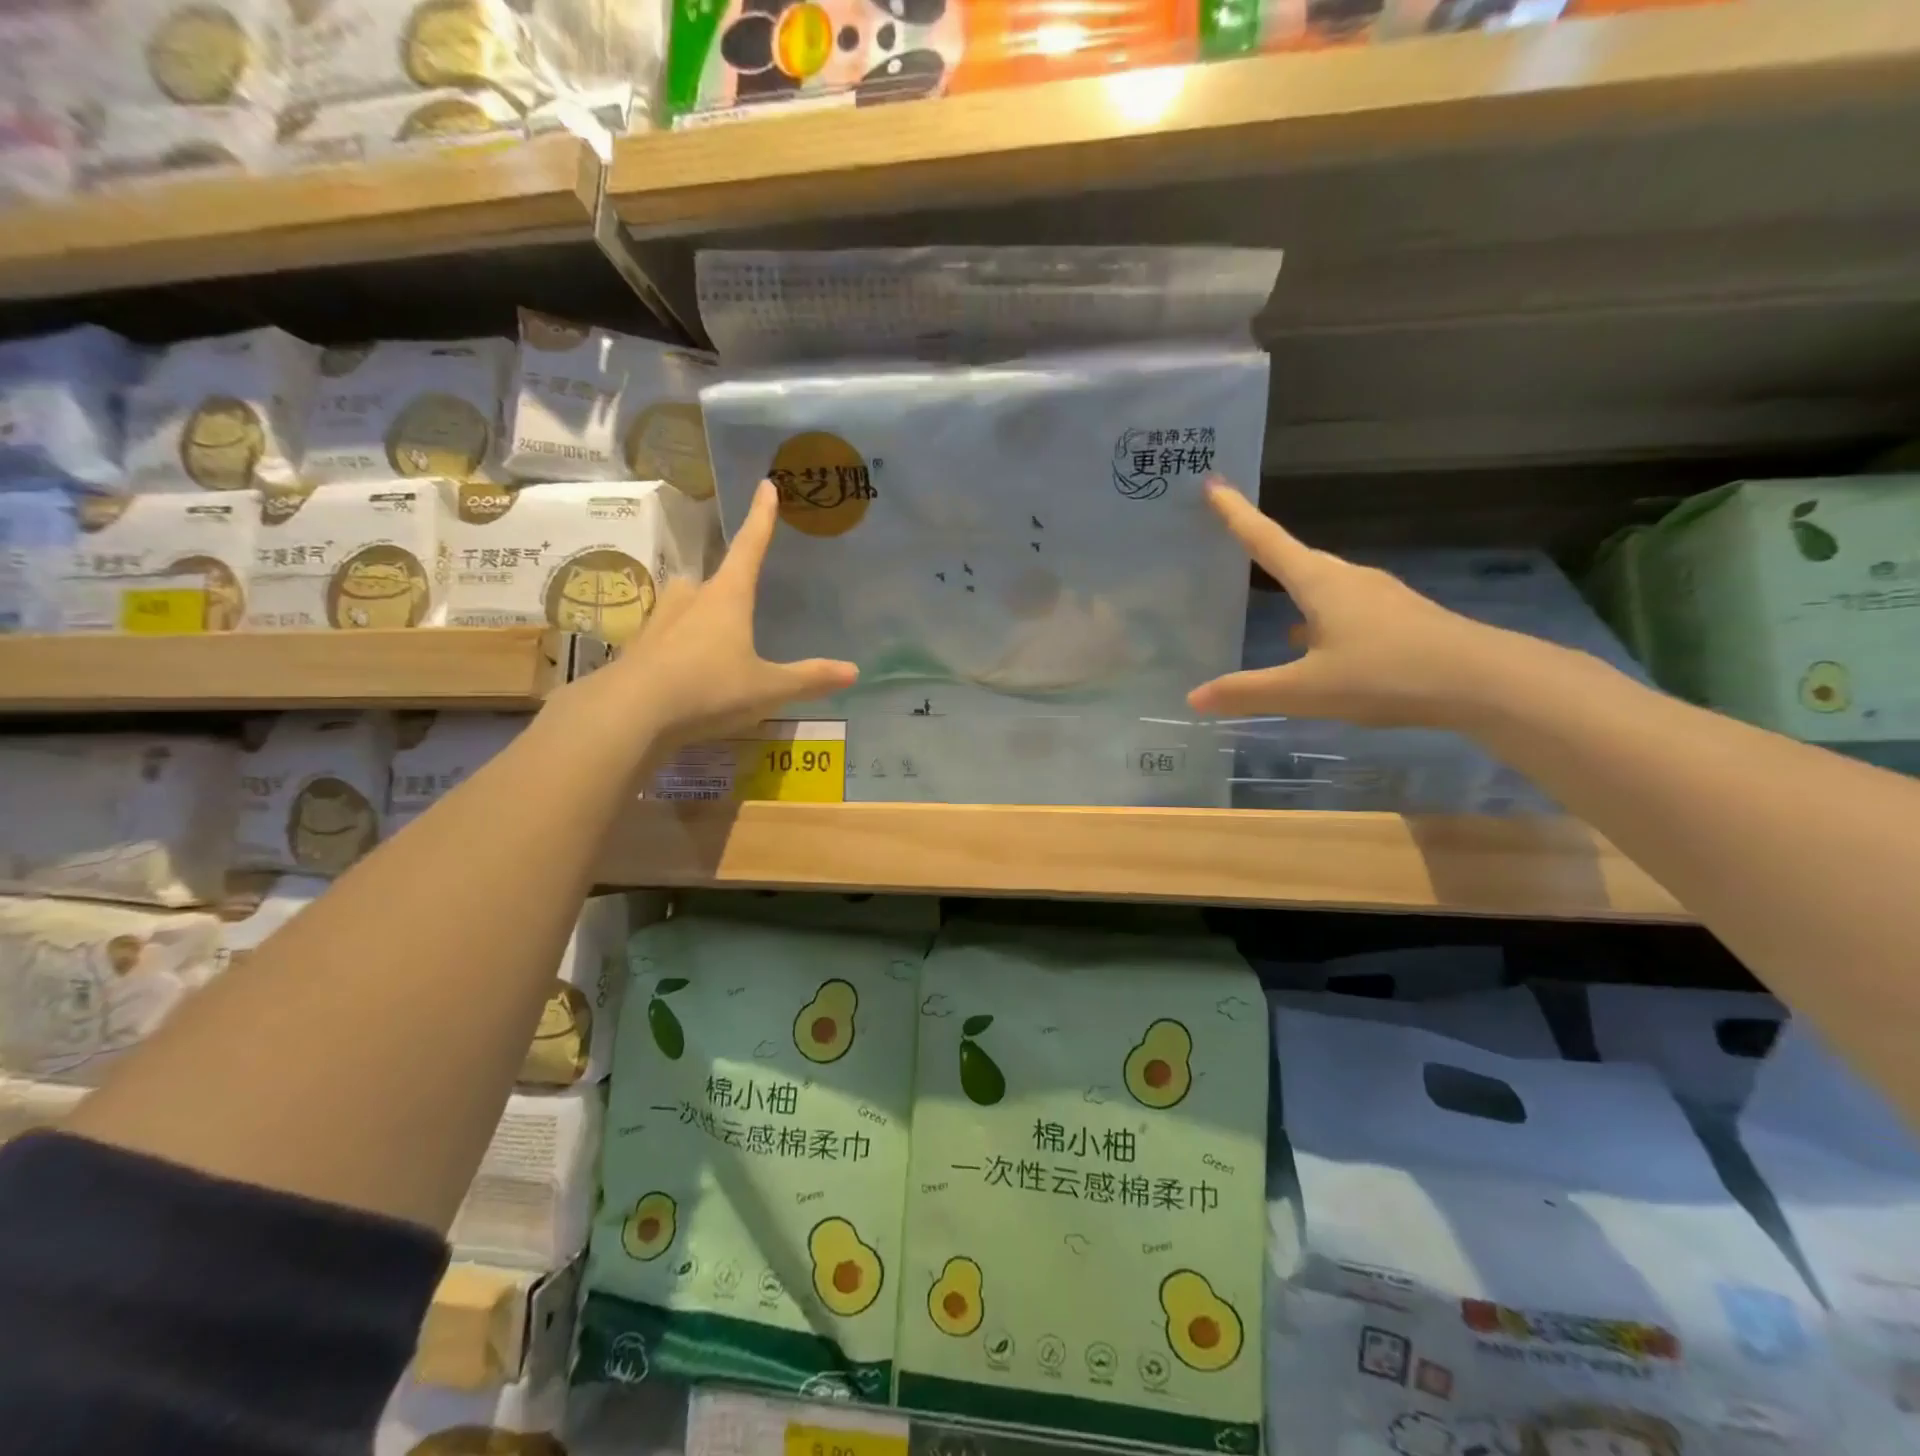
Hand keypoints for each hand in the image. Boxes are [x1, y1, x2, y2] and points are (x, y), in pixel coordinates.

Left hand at [590, 479, 856, 745]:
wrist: (630, 713)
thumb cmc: (708, 688)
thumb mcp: (767, 688)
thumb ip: (809, 679)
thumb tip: (854, 670)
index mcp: (727, 598)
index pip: (750, 548)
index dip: (761, 518)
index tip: (766, 486)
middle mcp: (691, 600)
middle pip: (711, 580)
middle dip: (726, 585)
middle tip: (739, 600)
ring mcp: (659, 623)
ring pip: (683, 605)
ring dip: (697, 614)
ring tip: (712, 638)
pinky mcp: (638, 650)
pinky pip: (665, 638)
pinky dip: (677, 647)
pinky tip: (683, 671)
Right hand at [1187, 479, 1515, 728]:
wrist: (1485, 681)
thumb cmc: (1386, 675)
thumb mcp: (1307, 691)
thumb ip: (1248, 693)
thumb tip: (1193, 698)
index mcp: (1320, 583)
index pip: (1266, 540)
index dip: (1236, 513)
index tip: (1213, 482)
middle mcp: (1348, 579)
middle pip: (1296, 557)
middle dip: (1263, 548)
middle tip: (1231, 539)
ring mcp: (1379, 597)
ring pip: (1323, 584)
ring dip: (1293, 587)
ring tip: (1268, 602)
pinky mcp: (1399, 618)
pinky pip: (1344, 606)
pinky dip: (1319, 615)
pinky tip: (1314, 642)